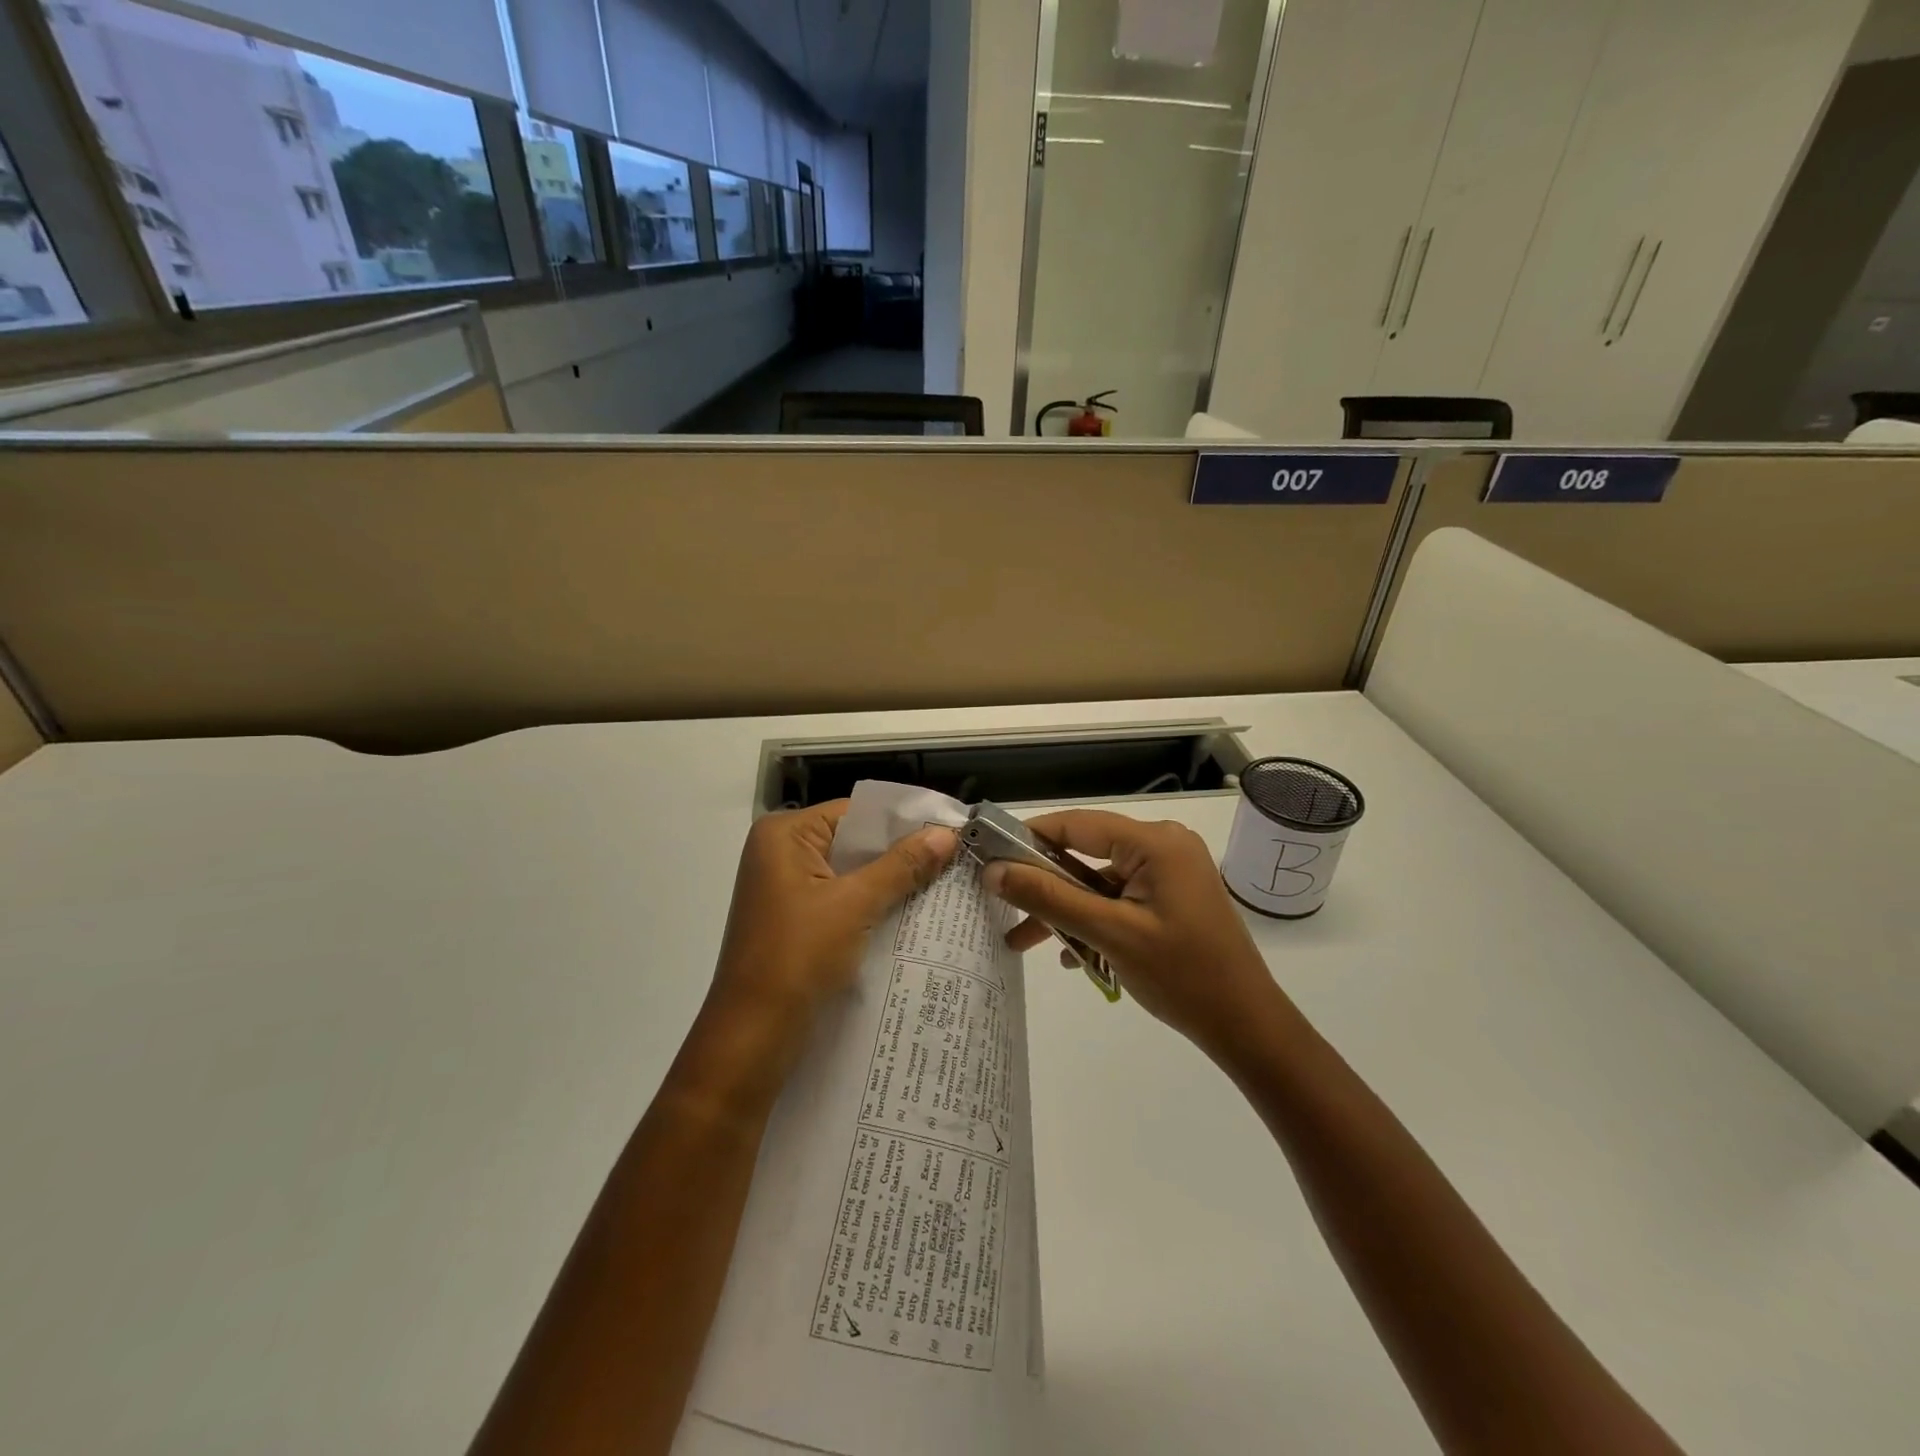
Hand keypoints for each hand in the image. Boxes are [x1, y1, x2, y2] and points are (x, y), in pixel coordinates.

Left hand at [709, 801, 956, 1047]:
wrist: (752, 1038)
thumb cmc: (797, 957)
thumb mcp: (854, 905)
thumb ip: (902, 866)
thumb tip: (948, 834)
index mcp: (784, 835)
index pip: (856, 812)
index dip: (904, 820)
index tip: (952, 828)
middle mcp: (781, 853)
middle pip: (855, 840)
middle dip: (902, 852)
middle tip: (957, 856)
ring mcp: (786, 889)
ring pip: (852, 872)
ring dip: (892, 881)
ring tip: (946, 882)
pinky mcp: (796, 920)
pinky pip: (844, 899)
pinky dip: (874, 904)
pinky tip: (914, 912)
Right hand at [985, 810, 1283, 1060]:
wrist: (1247, 1026)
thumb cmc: (1181, 976)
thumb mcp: (1108, 934)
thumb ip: (1049, 898)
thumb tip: (994, 870)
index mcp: (1154, 842)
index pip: (1076, 824)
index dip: (1028, 837)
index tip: (988, 857)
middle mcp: (1163, 846)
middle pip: (1085, 854)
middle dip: (1044, 885)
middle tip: (1000, 905)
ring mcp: (1170, 872)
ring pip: (1098, 881)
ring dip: (1066, 909)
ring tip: (1023, 941)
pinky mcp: (1172, 896)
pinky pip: (1119, 898)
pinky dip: (1093, 919)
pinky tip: (1071, 954)